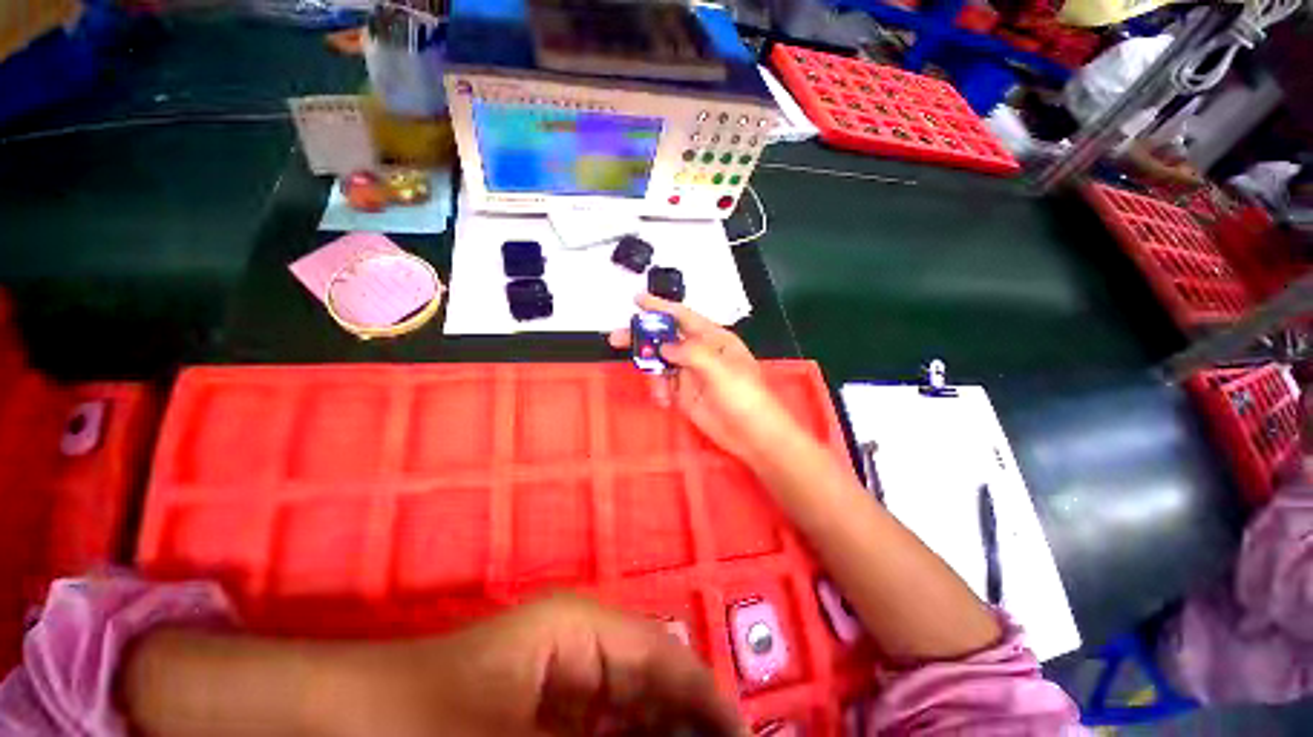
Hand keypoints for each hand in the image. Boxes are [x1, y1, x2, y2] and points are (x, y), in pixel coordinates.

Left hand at [331, 595, 743, 736]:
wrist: (353, 722)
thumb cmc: (431, 725)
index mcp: (582, 627)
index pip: (665, 655)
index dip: (707, 698)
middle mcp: (580, 639)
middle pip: (653, 679)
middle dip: (687, 722)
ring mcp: (560, 671)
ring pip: (630, 704)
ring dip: (660, 734)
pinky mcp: (543, 704)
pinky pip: (602, 722)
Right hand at [608, 294, 803, 464]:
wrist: (750, 434)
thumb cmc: (744, 396)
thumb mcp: (721, 369)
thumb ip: (691, 353)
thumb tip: (664, 346)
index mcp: (713, 338)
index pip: (683, 316)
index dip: (660, 307)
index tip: (637, 300)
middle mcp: (699, 351)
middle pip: (665, 337)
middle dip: (643, 338)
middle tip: (617, 339)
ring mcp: (689, 372)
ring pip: (660, 362)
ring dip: (651, 373)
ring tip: (659, 391)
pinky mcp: (683, 392)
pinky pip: (662, 384)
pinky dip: (658, 390)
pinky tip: (665, 401)